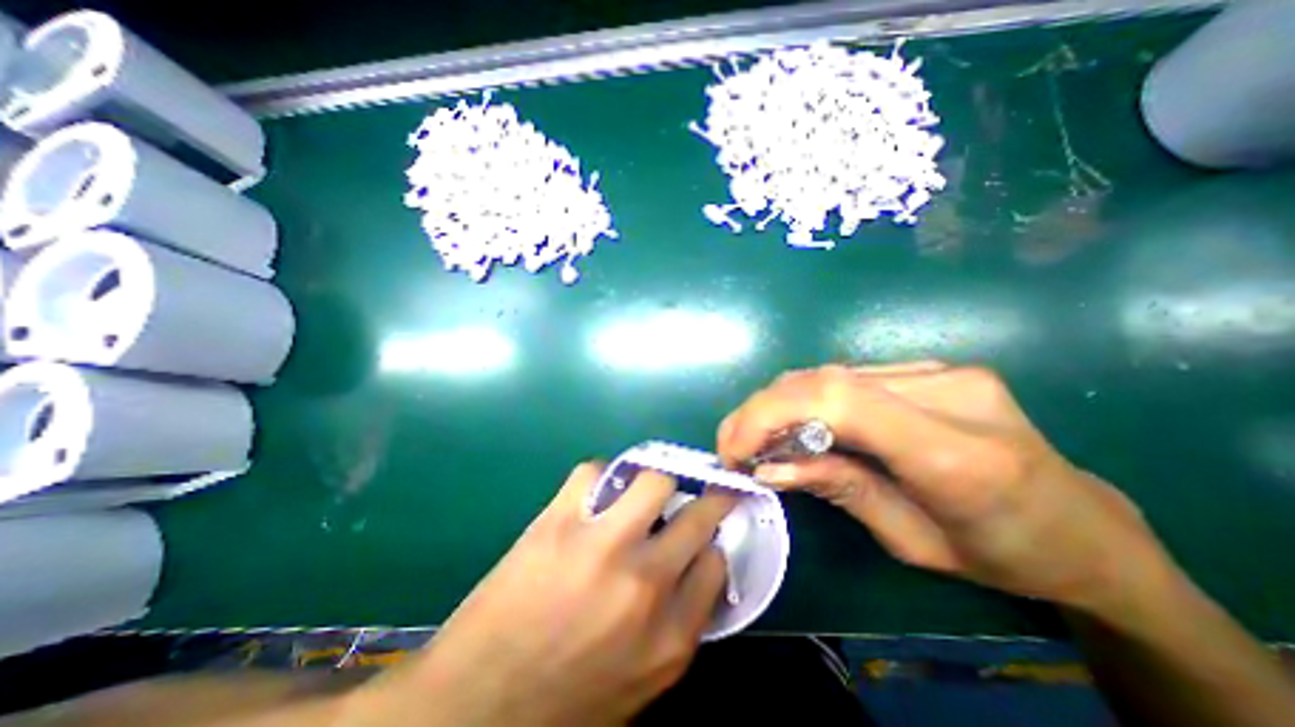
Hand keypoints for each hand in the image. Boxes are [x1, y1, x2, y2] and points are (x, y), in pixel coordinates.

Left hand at [348, 463, 731, 722]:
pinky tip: (593, 495)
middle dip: (707, 499)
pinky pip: (594, 472)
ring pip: (654, 480)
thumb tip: (695, 568)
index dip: (711, 543)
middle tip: (699, 492)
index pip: (716, 563)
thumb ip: (677, 624)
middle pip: (698, 515)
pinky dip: (599, 477)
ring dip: (655, 482)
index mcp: (669, 636)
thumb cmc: (564, 702)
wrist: (472, 709)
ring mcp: (601, 547)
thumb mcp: (639, 681)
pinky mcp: (559, 523)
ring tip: (642, 493)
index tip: (702, 536)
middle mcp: (645, 584)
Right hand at [712, 361, 1168, 612]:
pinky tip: (795, 423)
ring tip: (755, 437)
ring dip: (778, 403)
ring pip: (828, 374)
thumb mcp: (912, 542)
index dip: (769, 415)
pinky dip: (806, 399)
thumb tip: (768, 468)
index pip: (839, 403)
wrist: (1086, 528)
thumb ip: (838, 490)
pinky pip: (846, 377)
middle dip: (762, 411)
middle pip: (824, 380)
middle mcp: (947, 392)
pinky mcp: (928, 368)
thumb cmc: (1004, 555)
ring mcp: (940, 370)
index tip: (734, 450)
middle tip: (732, 445)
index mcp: (957, 454)